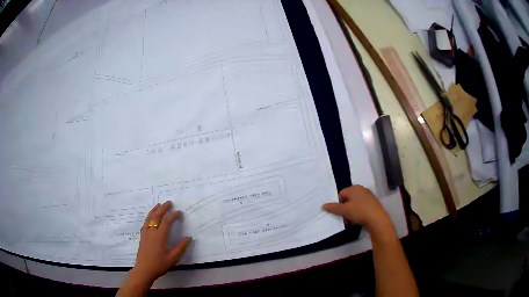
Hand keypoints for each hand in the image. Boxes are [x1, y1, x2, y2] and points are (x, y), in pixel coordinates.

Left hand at [131, 201, 191, 283]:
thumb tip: (189, 238)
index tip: (179, 212)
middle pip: (156, 216)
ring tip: (159, 205)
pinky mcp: (142, 236)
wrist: (144, 269)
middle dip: (163, 208)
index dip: (173, 215)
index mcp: (160, 237)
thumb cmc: (159, 265)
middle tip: (169, 202)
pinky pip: (145, 223)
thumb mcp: (173, 258)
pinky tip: (150, 217)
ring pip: (149, 218)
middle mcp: (152, 232)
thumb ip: (181, 247)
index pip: (166, 222)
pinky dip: (149, 217)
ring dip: (155, 210)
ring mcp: (145, 233)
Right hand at [322, 186, 391, 233]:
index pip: (341, 194)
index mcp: (354, 188)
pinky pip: (361, 207)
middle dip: (344, 210)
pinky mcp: (373, 203)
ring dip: (350, 214)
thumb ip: (333, 208)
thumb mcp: (344, 210)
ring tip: (351, 222)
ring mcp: (368, 196)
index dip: (338, 204)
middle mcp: (361, 190)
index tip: (339, 214)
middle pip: (347, 200)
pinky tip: (358, 221)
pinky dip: (358, 214)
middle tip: (345, 219)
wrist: (377, 219)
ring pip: (354, 205)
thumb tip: (323, 205)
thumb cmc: (359, 211)